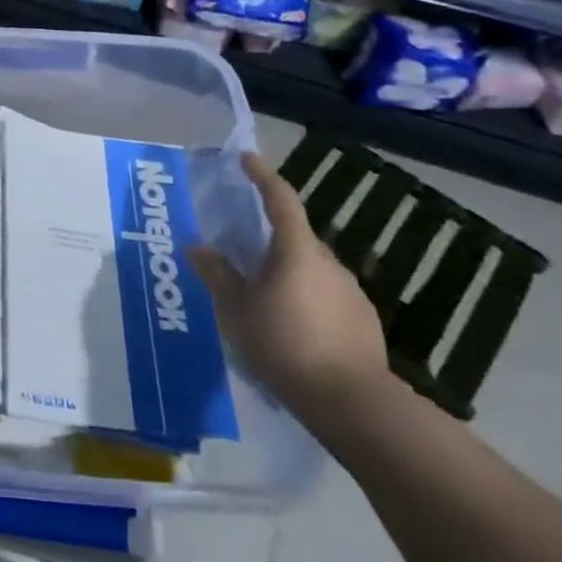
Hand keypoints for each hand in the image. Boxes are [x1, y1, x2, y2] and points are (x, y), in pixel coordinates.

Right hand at [187, 152, 390, 431]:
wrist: (353, 403)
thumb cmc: (285, 344)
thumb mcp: (236, 309)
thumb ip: (217, 274)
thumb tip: (198, 246)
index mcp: (296, 250)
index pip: (280, 199)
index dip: (262, 175)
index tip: (247, 158)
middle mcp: (328, 262)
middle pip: (296, 235)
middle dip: (270, 234)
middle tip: (242, 246)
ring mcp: (351, 293)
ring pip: (311, 268)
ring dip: (287, 269)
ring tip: (261, 292)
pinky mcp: (363, 322)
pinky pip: (325, 295)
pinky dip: (304, 297)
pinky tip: (290, 324)